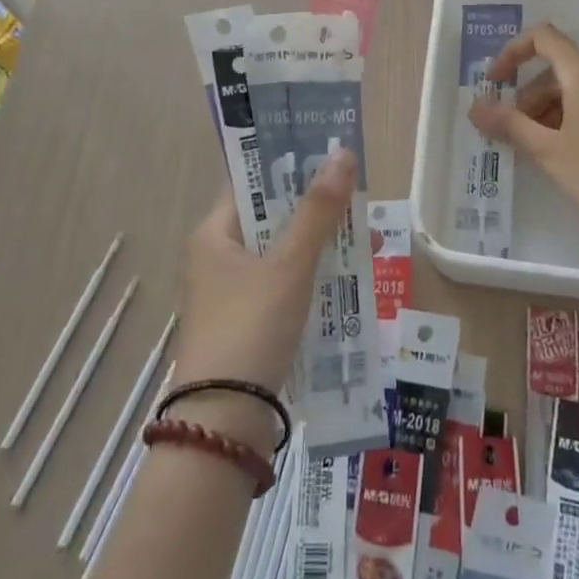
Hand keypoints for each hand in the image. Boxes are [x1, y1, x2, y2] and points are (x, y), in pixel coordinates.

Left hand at [172, 150, 356, 409]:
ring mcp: (231, 295)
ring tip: (365, 236)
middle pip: (269, 218)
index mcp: (213, 235)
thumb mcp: (289, 265)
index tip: (327, 153)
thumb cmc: (250, 327)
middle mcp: (216, 259)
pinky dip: (312, 278)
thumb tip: (343, 154)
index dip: (287, 165)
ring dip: (318, 244)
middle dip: (314, 207)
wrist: (223, 425)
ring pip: (281, 255)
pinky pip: (284, 287)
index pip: (250, 183)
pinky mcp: (247, 326)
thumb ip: (317, 211)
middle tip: (356, 194)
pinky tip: (347, 280)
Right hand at [469, 23, 578, 244]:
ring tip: (537, 150)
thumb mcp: (547, 151)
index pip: (545, 38)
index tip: (495, 83)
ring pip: (578, 92)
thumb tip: (476, 107)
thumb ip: (508, 124)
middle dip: (529, 96)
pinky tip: (565, 156)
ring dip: (549, 112)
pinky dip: (573, 121)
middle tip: (513, 133)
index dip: (513, 52)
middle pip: (559, 70)